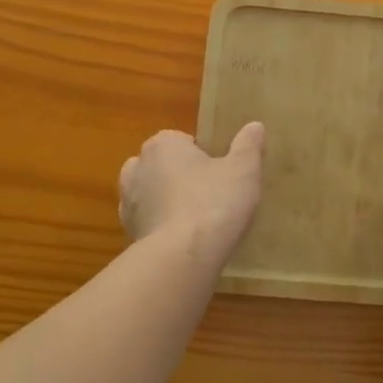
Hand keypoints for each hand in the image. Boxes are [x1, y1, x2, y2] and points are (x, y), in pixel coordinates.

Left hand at [119, 123, 264, 268]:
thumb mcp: (243, 169)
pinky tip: (184, 240)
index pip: (181, 140)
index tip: (220, 172)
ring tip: (197, 219)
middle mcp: (137, 167)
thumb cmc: (214, 202)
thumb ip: (248, 145)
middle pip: (162, 166)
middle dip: (180, 176)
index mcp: (162, 145)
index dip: (202, 155)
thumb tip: (255, 126)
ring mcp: (127, 202)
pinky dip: (162, 227)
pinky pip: (148, 222)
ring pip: (151, 194)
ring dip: (167, 202)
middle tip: (210, 194)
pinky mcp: (128, 233)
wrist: (182, 256)